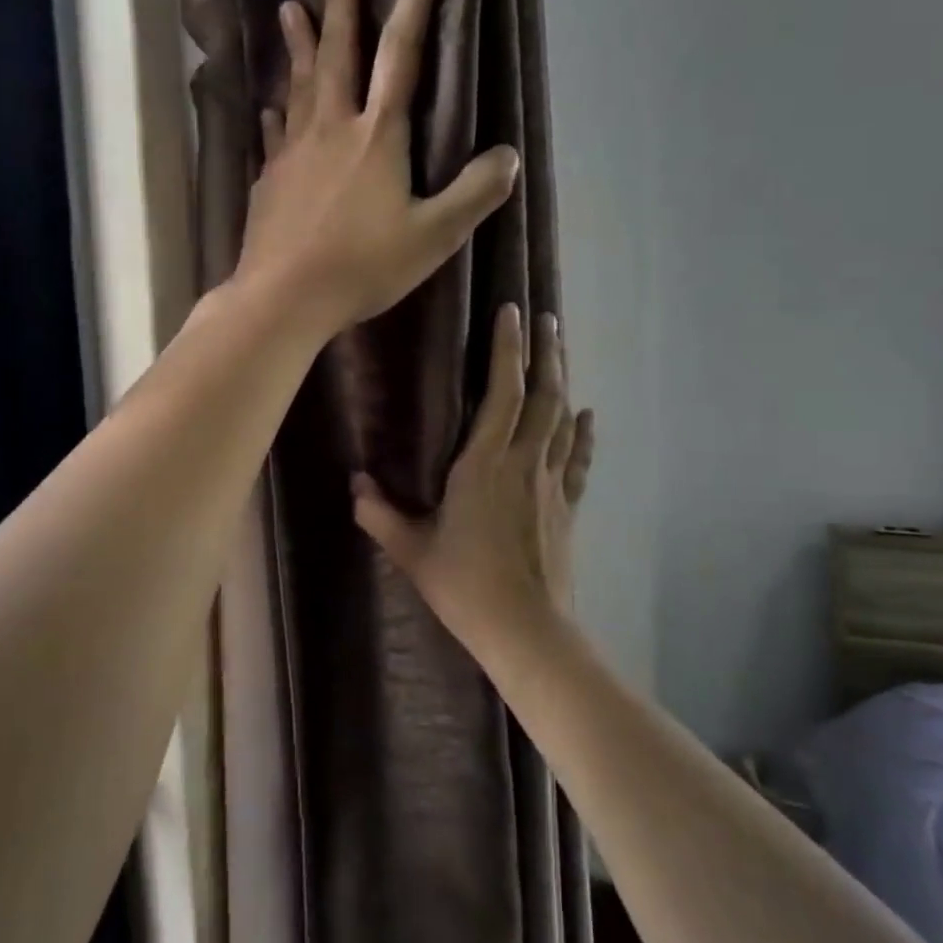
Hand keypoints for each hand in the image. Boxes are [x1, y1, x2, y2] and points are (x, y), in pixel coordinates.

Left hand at [235, 0, 519, 333]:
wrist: (284, 296)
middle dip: (339, 1)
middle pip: (337, 54)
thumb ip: (473, 195)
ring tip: (289, 8)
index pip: (400, 54)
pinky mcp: (270, 179)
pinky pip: (276, 132)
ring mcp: (294, 152)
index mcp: (377, 136)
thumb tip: (508, 156)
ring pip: (299, 85)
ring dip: (298, 44)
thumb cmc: (362, 266)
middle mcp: (332, 129)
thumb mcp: (433, 237)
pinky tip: (271, 105)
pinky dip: (278, 111)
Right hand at [352, 304, 594, 650]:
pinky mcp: (568, 506)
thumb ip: (380, 513)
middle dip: (544, 351)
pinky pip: (578, 460)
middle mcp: (523, 462)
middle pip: (543, 394)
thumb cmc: (465, 587)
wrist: (527, 631)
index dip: (508, 349)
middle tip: (546, 315)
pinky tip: (588, 414)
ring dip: (563, 379)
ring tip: (561, 346)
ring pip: (563, 418)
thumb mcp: (412, 551)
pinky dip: (583, 434)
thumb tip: (354, 482)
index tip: (512, 311)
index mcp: (484, 464)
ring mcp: (551, 483)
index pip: (503, 392)